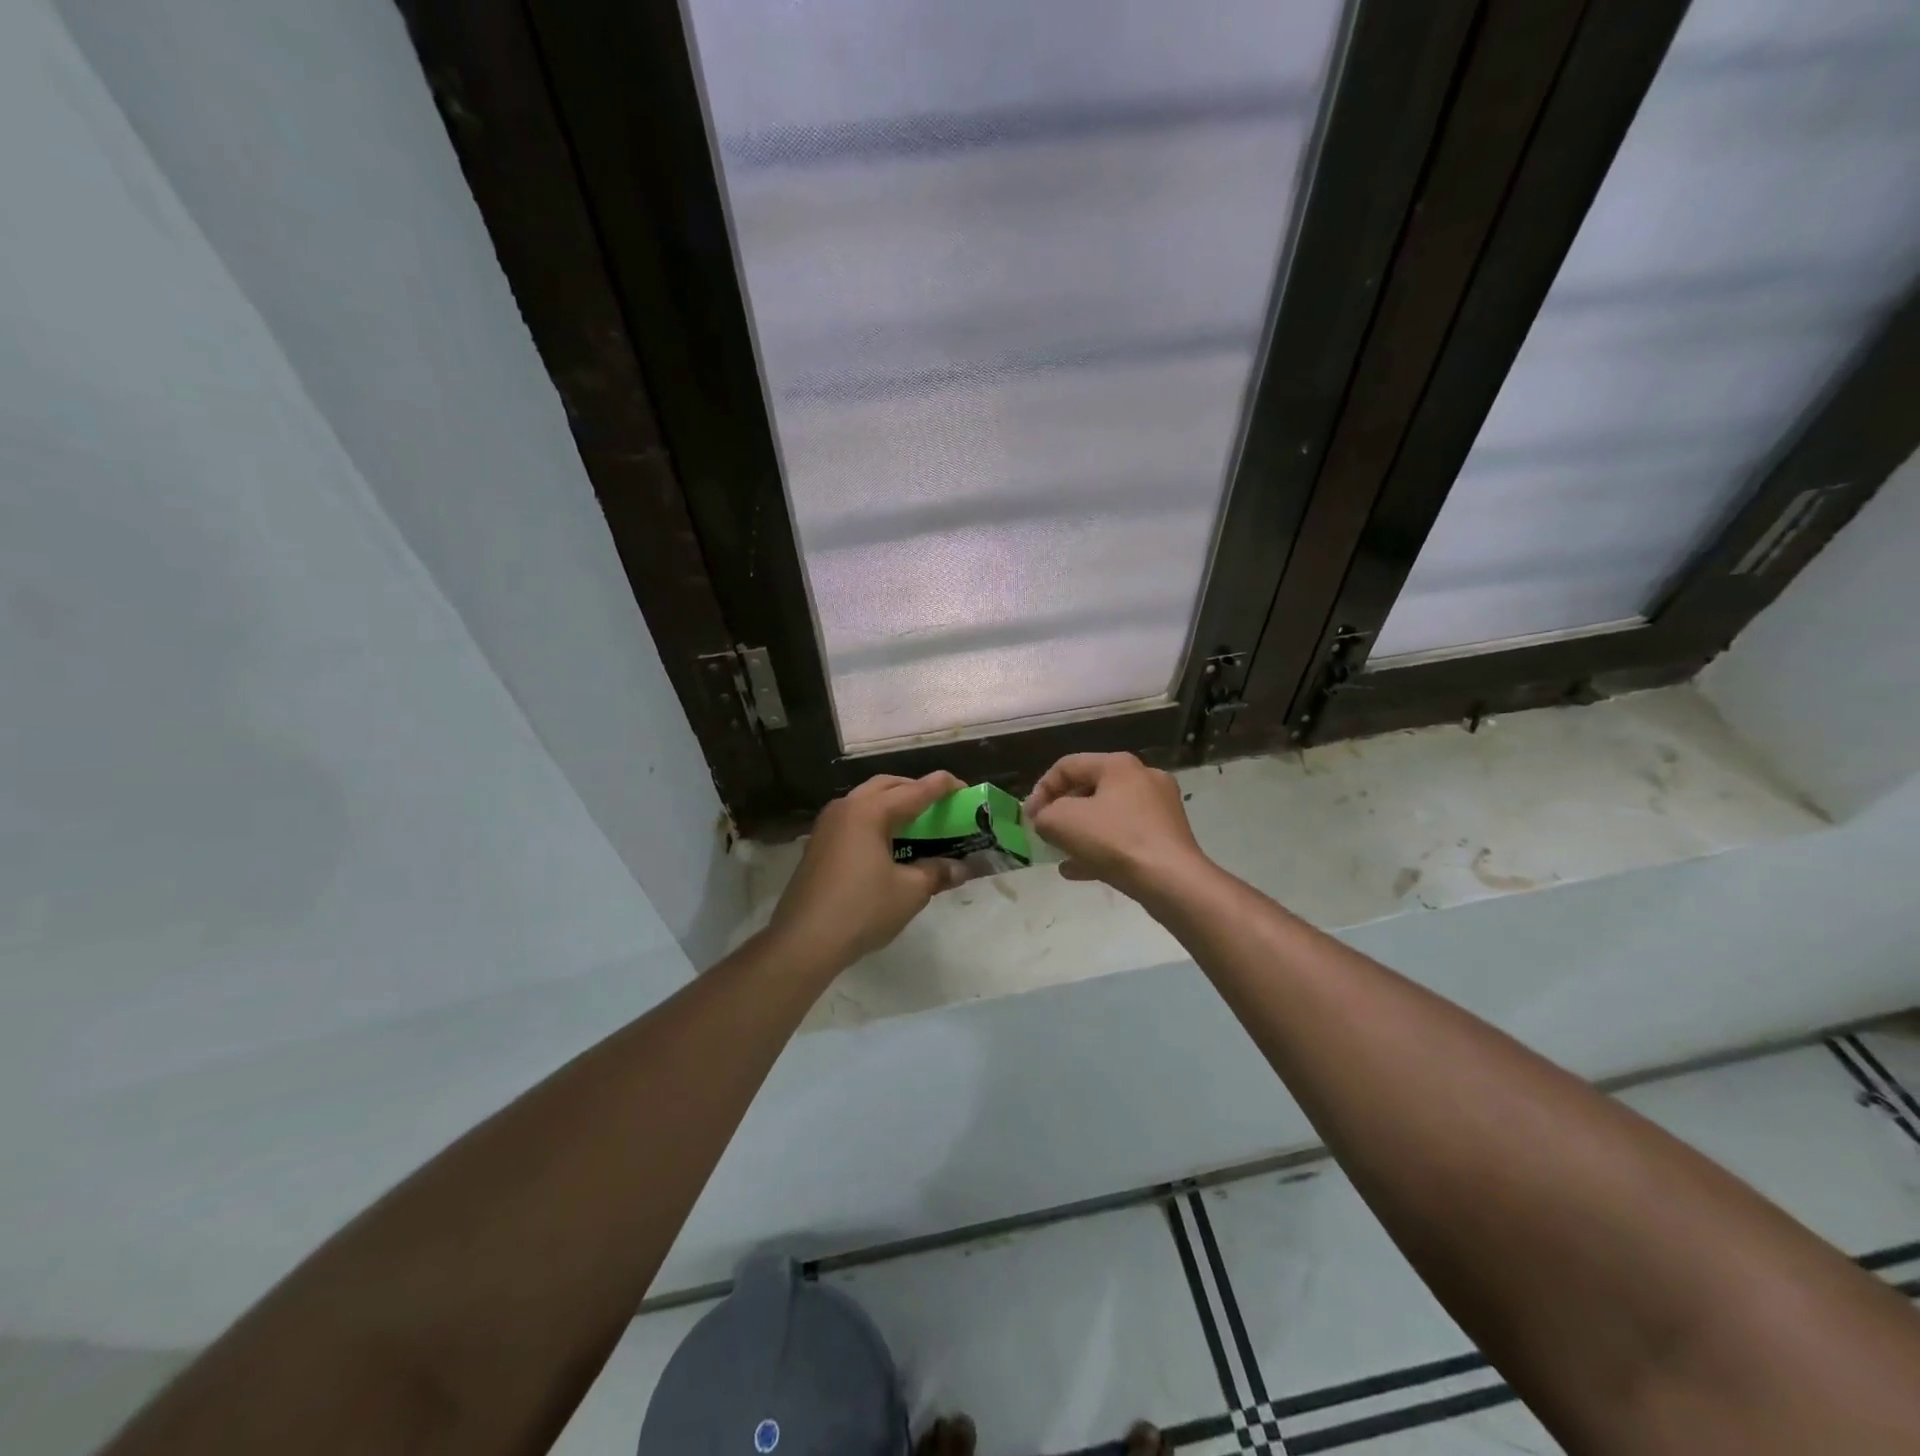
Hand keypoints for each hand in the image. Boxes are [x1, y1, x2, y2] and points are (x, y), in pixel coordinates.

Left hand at [768, 771, 968, 967]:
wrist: (804, 941)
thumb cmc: (862, 910)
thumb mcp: (910, 892)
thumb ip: (937, 872)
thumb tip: (961, 868)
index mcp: (870, 811)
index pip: (914, 791)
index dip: (942, 787)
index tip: (963, 786)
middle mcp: (846, 808)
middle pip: (886, 786)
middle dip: (914, 789)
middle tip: (939, 804)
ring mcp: (827, 825)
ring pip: (866, 800)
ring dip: (892, 803)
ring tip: (916, 822)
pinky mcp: (818, 844)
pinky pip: (853, 818)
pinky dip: (875, 820)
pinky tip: (887, 843)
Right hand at [1023, 753, 1208, 901]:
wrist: (1171, 881)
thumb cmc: (1114, 840)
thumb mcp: (1062, 822)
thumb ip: (1044, 815)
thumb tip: (1046, 820)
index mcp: (1118, 765)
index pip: (1068, 766)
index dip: (1041, 789)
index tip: (1029, 818)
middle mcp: (1143, 778)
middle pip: (1090, 789)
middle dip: (1062, 811)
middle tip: (1046, 832)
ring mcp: (1160, 808)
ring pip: (1108, 816)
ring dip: (1081, 832)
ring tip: (1060, 853)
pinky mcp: (1168, 837)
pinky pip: (1126, 837)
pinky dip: (1102, 848)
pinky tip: (1079, 870)